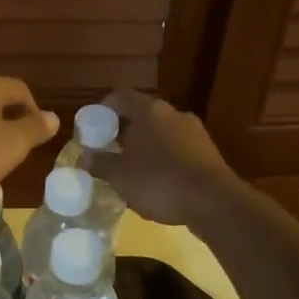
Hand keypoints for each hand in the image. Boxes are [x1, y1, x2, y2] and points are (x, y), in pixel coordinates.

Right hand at [96, 89, 239, 226]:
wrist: (214, 202)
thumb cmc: (159, 181)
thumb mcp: (120, 176)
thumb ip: (100, 164)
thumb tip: (84, 158)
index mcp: (149, 111)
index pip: (120, 96)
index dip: (103, 108)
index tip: (92, 126)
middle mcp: (173, 113)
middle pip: (142, 114)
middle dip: (124, 131)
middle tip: (108, 150)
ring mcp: (195, 132)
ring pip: (161, 132)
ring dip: (145, 146)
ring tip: (131, 169)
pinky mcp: (208, 153)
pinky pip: (178, 149)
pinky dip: (164, 159)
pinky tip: (157, 182)